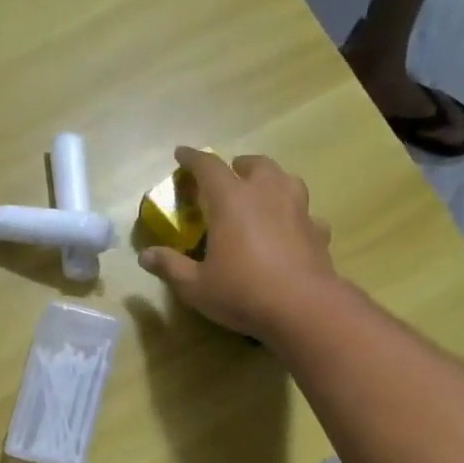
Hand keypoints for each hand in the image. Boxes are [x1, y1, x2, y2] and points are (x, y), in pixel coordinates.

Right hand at [138, 147, 335, 340]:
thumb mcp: (196, 286)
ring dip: (270, 182)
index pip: (208, 166)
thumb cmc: (243, 292)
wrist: (304, 309)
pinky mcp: (318, 230)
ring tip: (260, 197)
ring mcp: (298, 208)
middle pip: (254, 164)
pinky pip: (304, 212)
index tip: (181, 154)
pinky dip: (293, 215)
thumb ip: (170, 267)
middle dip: (237, 167)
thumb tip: (145, 255)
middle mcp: (266, 193)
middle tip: (226, 180)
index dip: (192, 158)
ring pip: (285, 179)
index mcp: (231, 199)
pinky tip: (289, 230)